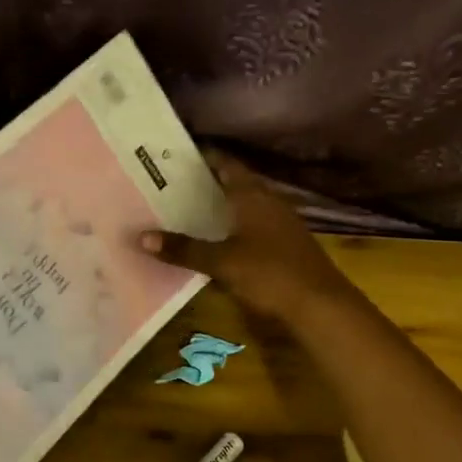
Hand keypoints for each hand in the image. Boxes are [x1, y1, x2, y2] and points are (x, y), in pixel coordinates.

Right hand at [138, 153, 355, 325]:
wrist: (321, 306)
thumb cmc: (270, 273)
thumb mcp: (222, 262)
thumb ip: (184, 249)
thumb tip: (141, 237)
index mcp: (253, 195)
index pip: (225, 162)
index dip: (202, 156)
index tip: (172, 155)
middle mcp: (268, 202)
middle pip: (234, 183)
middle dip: (204, 182)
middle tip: (168, 184)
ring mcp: (280, 223)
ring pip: (243, 205)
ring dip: (218, 206)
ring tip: (183, 210)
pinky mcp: (284, 245)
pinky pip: (251, 225)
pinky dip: (230, 226)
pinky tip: (214, 239)